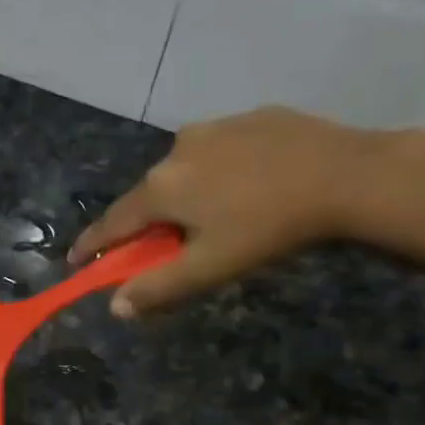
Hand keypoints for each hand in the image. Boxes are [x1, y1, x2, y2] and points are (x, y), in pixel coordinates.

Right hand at [68, 106, 390, 316]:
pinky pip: (220, 149)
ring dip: (184, 192)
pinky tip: (246, 184)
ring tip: (212, 213)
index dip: (92, 245)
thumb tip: (115, 308)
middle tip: (159, 245)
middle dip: (146, 221)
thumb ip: (158, 287)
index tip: (75, 260)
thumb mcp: (210, 267)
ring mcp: (215, 127)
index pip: (112, 223)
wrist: (349, 174)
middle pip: (148, 194)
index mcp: (161, 188)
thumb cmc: (268, 228)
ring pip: (183, 169)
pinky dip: (219, 170)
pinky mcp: (252, 116)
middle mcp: (176, 150)